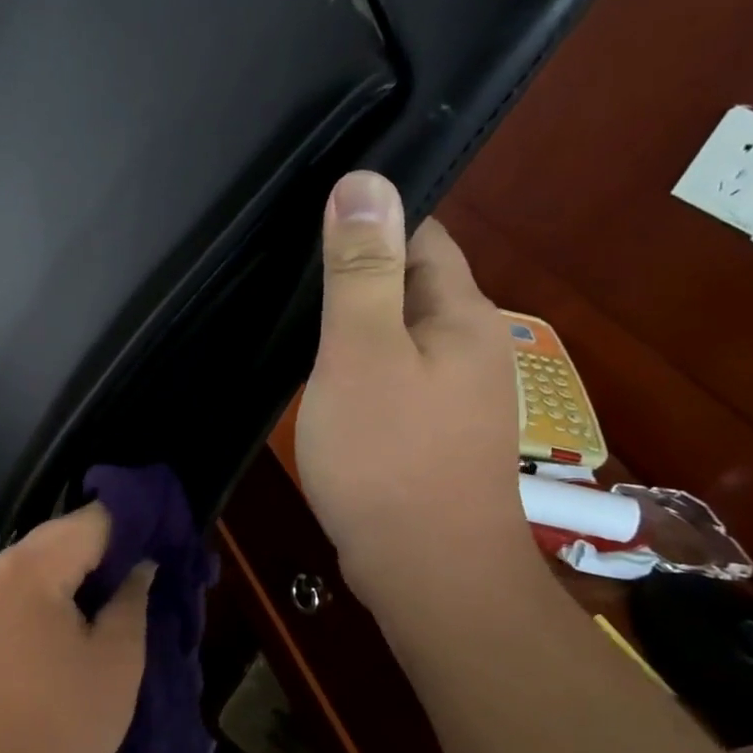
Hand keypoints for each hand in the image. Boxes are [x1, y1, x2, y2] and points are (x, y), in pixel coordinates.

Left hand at [0, 506, 152, 752]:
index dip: (134, 525)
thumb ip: (132, 599)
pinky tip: (78, 619)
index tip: (166, 542)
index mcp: (30, 566)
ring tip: (119, 597)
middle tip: (148, 573)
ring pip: (39, 561)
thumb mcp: (117, 661)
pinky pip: (20, 587)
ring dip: (79, 572)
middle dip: (106, 550)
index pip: (92, 520)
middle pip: (61, 536)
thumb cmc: (59, 723)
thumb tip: (140, 565)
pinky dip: (52, 592)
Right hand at [294, 171, 535, 611]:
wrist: (426, 572)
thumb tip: (364, 181)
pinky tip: (320, 373)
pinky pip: (391, 374)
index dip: (372, 217)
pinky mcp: (429, 431)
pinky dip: (356, 362)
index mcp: (461, 314)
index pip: (422, 234)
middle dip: (356, 267)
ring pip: (396, 332)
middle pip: (409, 283)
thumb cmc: (388, 455)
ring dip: (353, 319)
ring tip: (292, 312)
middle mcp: (468, 345)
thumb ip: (362, 270)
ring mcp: (452, 394)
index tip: (310, 214)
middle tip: (284, 263)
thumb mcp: (361, 352)